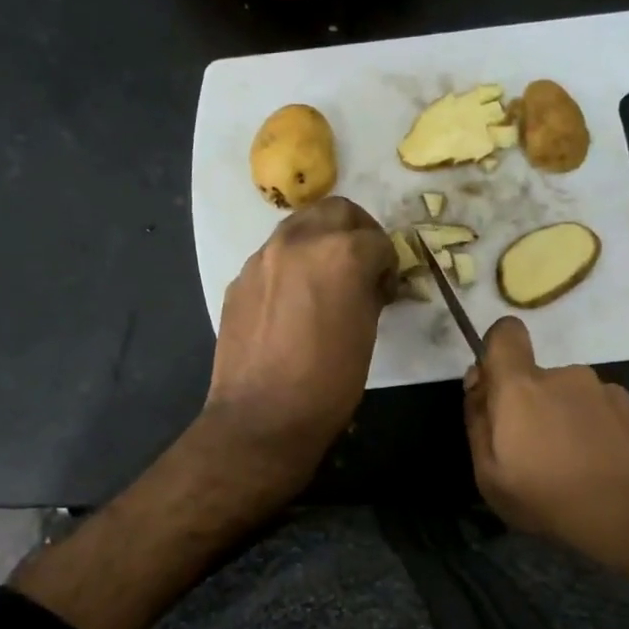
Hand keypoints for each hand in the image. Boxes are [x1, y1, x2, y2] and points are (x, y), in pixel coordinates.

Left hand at [205, 196, 396, 483]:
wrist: (261, 417)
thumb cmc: (328, 383)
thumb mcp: (367, 334)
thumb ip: (369, 292)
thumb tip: (368, 281)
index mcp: (340, 253)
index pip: (377, 239)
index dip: (389, 263)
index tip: (386, 288)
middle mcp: (298, 242)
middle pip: (335, 210)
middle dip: (356, 231)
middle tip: (362, 264)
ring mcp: (262, 258)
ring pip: (299, 226)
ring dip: (320, 240)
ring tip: (326, 278)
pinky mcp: (239, 279)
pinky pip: (272, 257)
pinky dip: (290, 265)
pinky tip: (293, 301)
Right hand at [464, 317, 628, 585]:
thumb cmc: (554, 503)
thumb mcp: (490, 477)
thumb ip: (477, 422)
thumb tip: (478, 385)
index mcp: (524, 387)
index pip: (505, 332)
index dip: (496, 352)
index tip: (496, 390)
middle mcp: (569, 377)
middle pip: (538, 378)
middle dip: (532, 407)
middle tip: (537, 456)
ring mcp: (611, 393)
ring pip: (575, 399)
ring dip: (568, 423)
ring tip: (577, 470)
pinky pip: (607, 416)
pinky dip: (600, 436)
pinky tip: (607, 473)